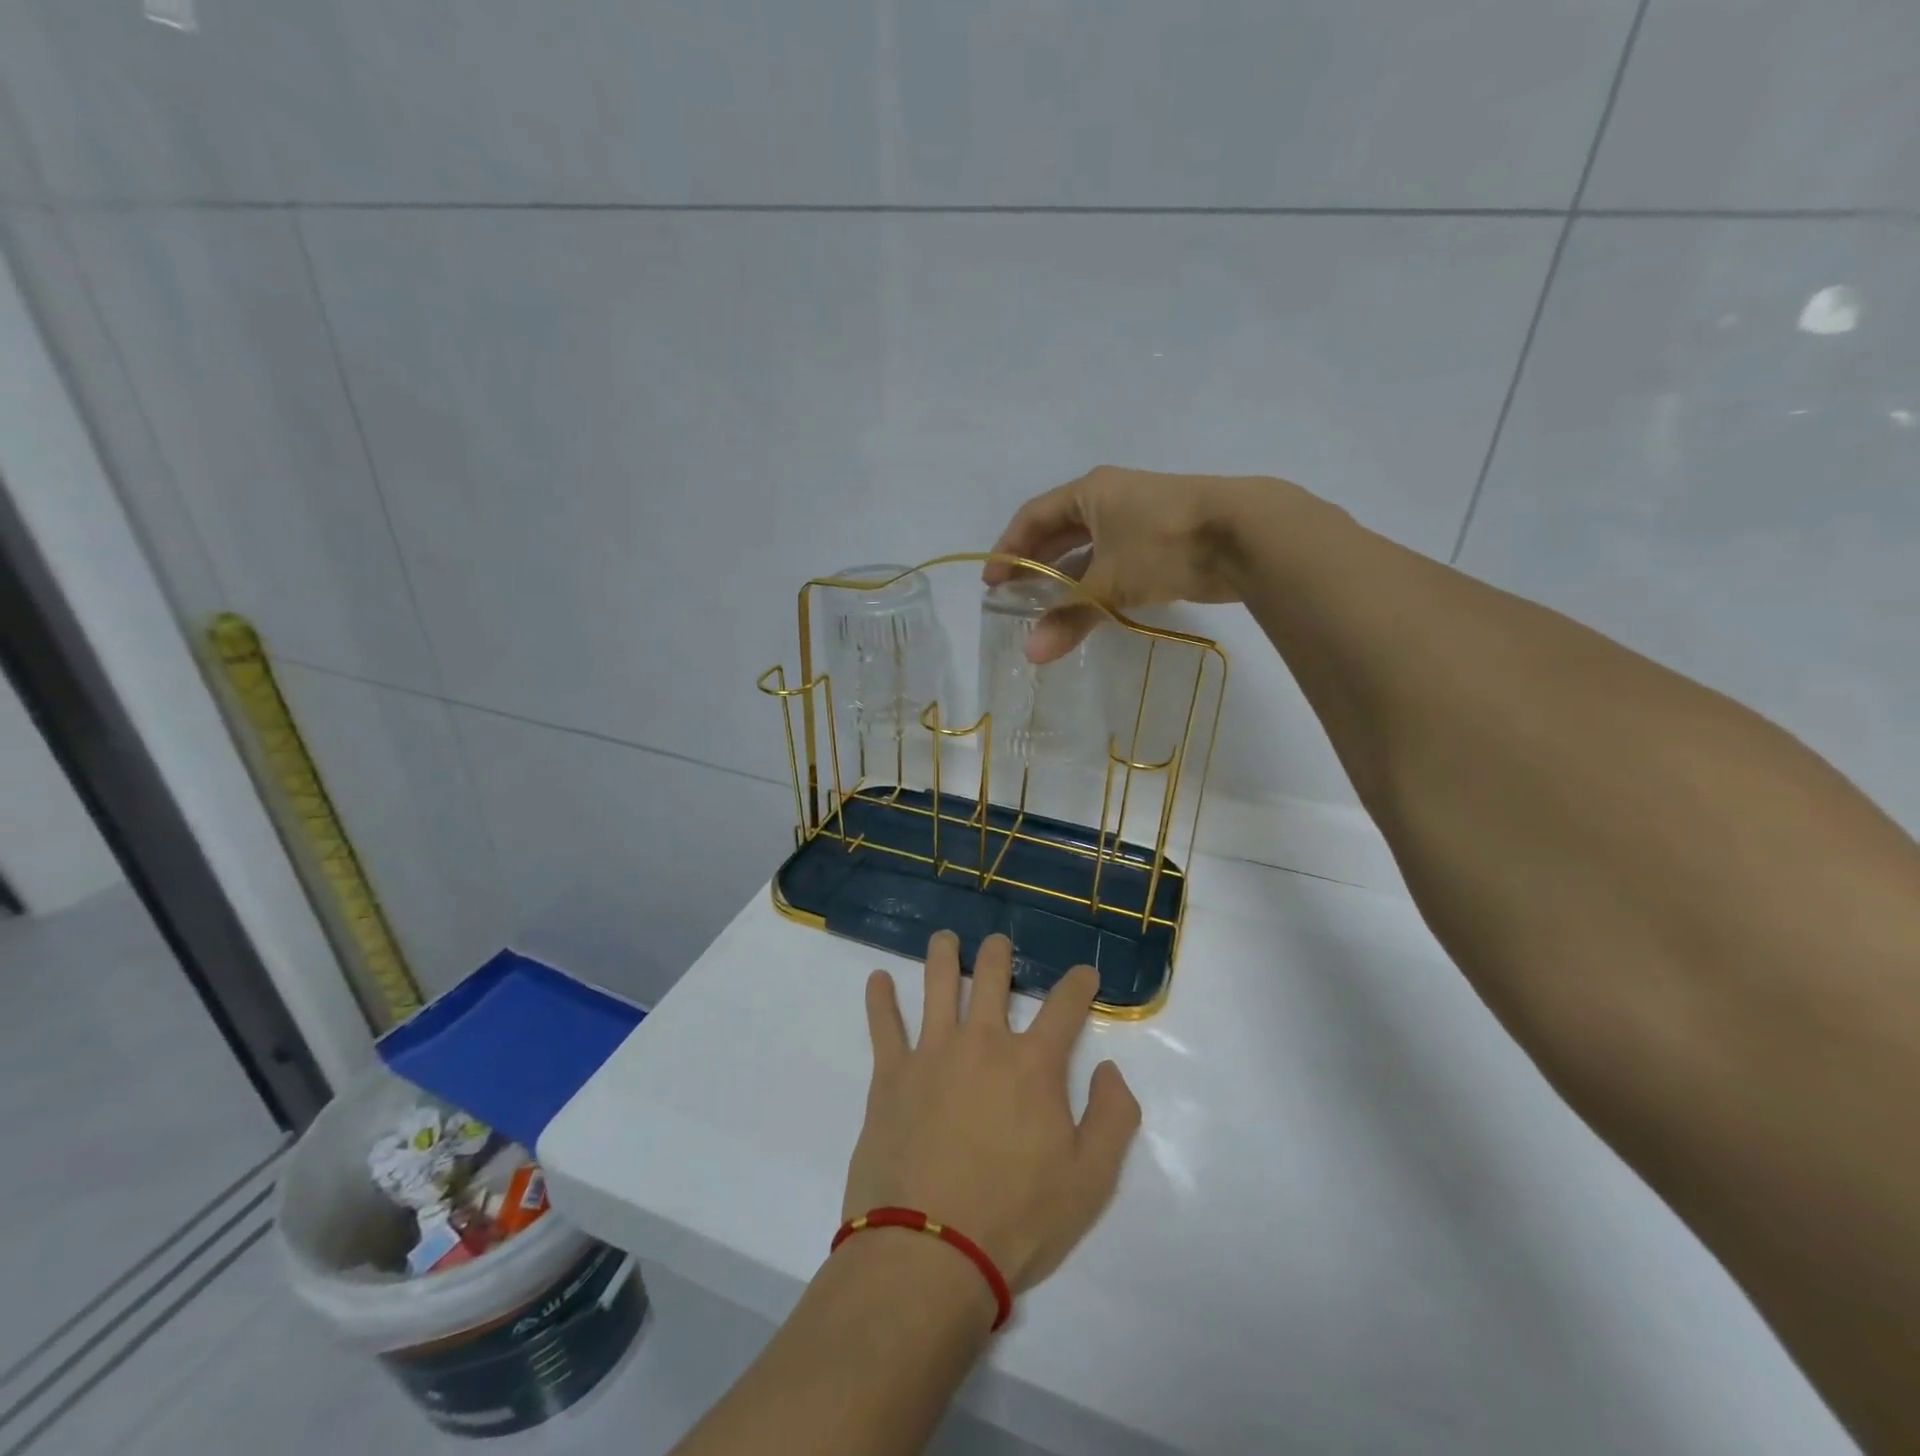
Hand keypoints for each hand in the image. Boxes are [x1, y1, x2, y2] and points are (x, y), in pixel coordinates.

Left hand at [845, 932, 1141, 1296]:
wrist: (929, 1253)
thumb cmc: (1016, 1219)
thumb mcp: (1091, 1181)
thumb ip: (1113, 1118)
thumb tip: (1110, 1069)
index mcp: (1032, 1064)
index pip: (1065, 1006)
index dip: (1080, 984)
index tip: (1086, 974)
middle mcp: (982, 1042)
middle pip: (992, 977)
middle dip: (1000, 954)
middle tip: (999, 945)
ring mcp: (932, 1052)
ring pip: (937, 984)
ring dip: (942, 955)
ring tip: (944, 938)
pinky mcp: (891, 1075)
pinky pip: (883, 1025)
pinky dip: (879, 999)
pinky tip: (876, 979)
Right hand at [985, 465, 1298, 661]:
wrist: (1246, 534)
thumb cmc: (1164, 543)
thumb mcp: (1110, 582)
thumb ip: (1069, 616)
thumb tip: (1031, 654)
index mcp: (1089, 492)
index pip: (1033, 517)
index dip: (1008, 549)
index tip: (991, 583)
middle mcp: (1110, 498)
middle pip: (1059, 531)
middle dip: (1035, 563)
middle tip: (1014, 597)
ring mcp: (1139, 518)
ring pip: (1090, 548)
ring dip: (1067, 577)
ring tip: (1046, 608)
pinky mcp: (1164, 540)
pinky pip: (1116, 560)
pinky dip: (1098, 583)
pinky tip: (1090, 608)